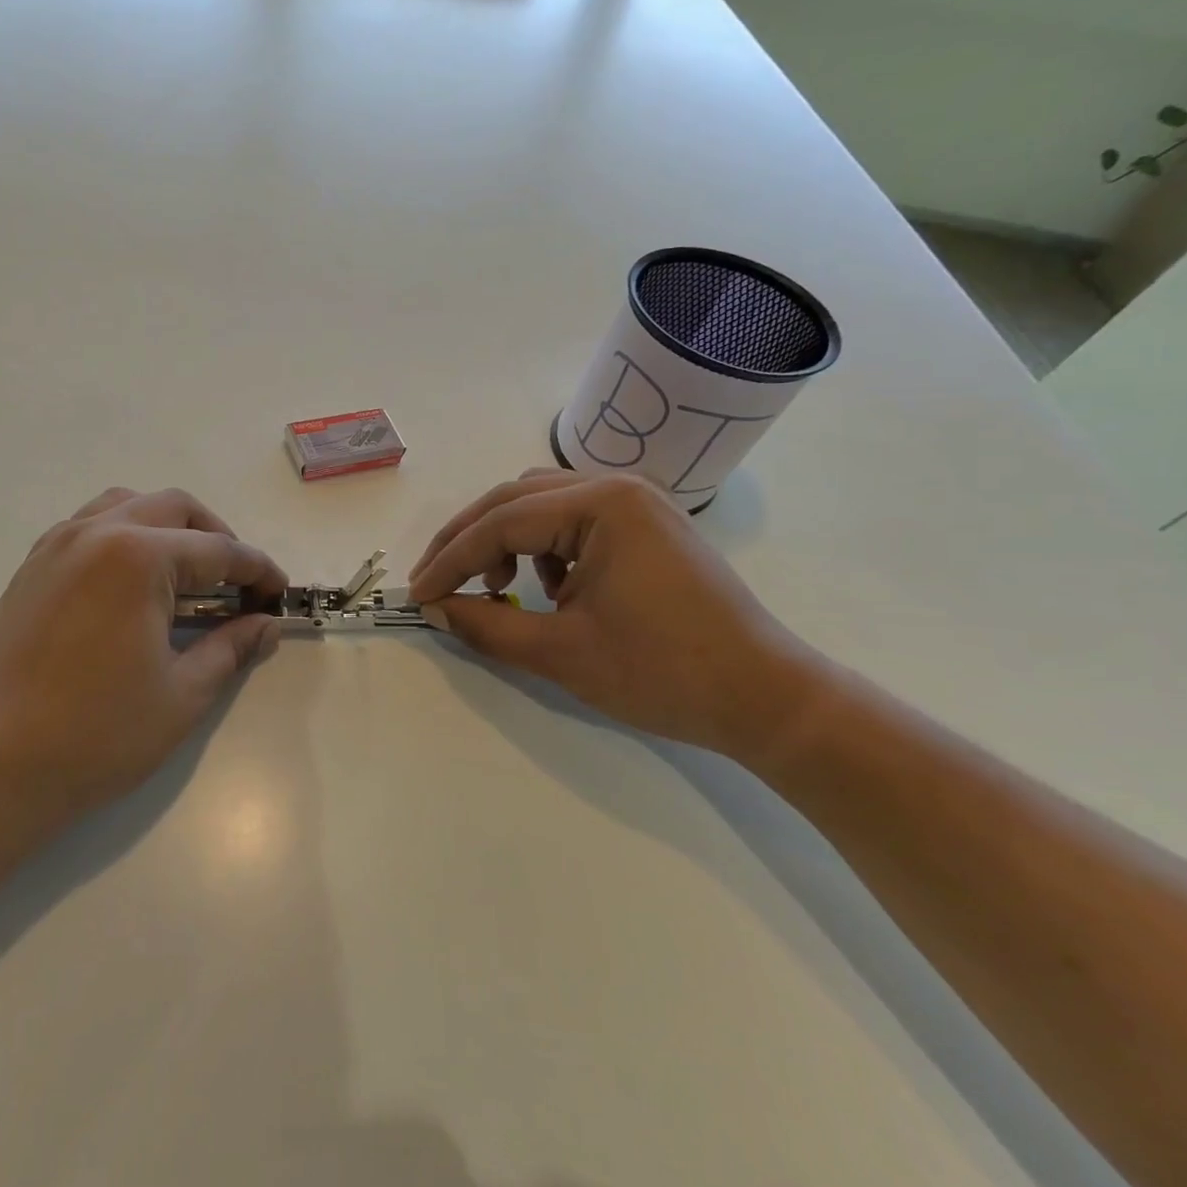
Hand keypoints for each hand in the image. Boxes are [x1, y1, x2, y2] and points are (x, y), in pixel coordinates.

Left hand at [0, 487, 286, 842]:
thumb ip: (232, 647)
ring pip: (127, 505)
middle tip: (237, 584)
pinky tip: (133, 585)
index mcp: (138, 556)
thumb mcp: (183, 694)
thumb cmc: (98, 734)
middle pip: (174, 508)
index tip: (280, 592)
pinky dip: (125, 536)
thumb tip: (268, 625)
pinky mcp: (32, 567)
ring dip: (168, 528)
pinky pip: (89, 526)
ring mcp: (56, 545)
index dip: (257, 570)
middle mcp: (96, 532)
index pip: (217, 550)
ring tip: (186, 575)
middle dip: (216, 538)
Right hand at [408, 471, 823, 756]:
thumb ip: (487, 625)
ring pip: (541, 504)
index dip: (451, 560)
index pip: (501, 523)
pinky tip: (548, 587)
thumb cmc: (665, 674)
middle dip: (468, 541)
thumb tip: (436, 608)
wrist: (767, 700)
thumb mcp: (561, 652)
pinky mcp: (645, 526)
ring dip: (503, 538)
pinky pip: (572, 519)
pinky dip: (542, 547)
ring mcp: (636, 503)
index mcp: (601, 505)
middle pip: (515, 500)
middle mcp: (616, 486)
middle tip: (436, 581)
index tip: (419, 595)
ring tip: (494, 585)